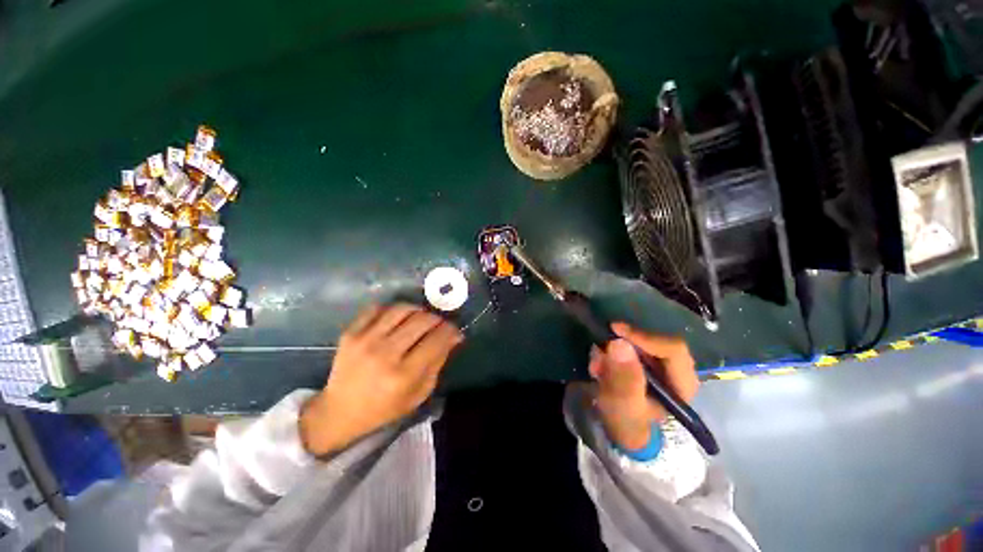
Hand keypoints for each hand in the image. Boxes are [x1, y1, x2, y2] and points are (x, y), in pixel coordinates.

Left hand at [300, 303, 462, 456]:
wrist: (339, 412)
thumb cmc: (384, 408)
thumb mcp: (419, 394)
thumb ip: (438, 362)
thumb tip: (454, 336)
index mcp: (404, 375)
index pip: (437, 340)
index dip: (451, 330)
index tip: (454, 330)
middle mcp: (385, 354)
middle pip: (422, 321)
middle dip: (437, 319)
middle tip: (438, 325)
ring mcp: (365, 340)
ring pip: (401, 309)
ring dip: (418, 310)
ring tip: (420, 318)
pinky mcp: (350, 333)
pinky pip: (377, 308)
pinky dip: (392, 309)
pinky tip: (397, 318)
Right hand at [588, 322, 697, 450]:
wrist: (621, 431)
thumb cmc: (627, 424)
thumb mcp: (623, 406)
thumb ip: (623, 379)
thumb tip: (620, 343)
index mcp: (682, 384)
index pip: (673, 349)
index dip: (644, 337)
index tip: (615, 331)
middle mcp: (675, 369)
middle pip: (654, 341)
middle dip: (624, 345)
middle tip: (599, 355)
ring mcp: (659, 363)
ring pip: (638, 341)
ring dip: (613, 349)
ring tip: (596, 367)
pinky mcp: (643, 360)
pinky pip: (627, 345)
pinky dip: (610, 352)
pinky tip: (599, 367)